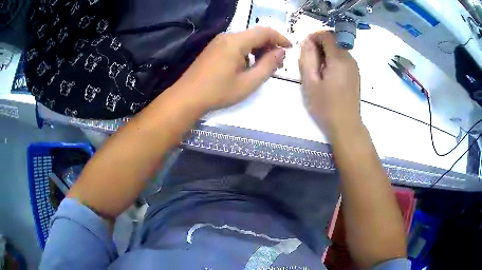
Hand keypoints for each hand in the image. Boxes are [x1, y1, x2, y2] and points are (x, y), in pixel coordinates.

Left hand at [174, 27, 290, 111]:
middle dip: (270, 45)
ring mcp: (218, 41)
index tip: (289, 49)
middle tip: (277, 63)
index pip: (264, 31)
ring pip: (246, 39)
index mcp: (236, 42)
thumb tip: (281, 52)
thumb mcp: (249, 82)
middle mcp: (227, 36)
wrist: (187, 97)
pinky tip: (248, 65)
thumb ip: (268, 65)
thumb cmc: (219, 92)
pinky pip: (236, 44)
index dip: (280, 38)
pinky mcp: (214, 48)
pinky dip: (247, 51)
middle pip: (255, 34)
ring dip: (258, 49)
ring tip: (264, 66)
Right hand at [299, 31, 361, 138]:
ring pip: (338, 49)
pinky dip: (333, 60)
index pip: (327, 35)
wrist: (346, 125)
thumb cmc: (326, 106)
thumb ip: (307, 58)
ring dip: (326, 53)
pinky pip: (343, 58)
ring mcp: (354, 66)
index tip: (305, 50)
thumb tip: (307, 41)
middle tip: (310, 63)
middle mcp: (350, 58)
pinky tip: (327, 76)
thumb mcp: (310, 82)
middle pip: (333, 40)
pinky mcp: (355, 73)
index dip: (314, 37)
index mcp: (339, 59)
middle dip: (319, 45)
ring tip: (318, 71)